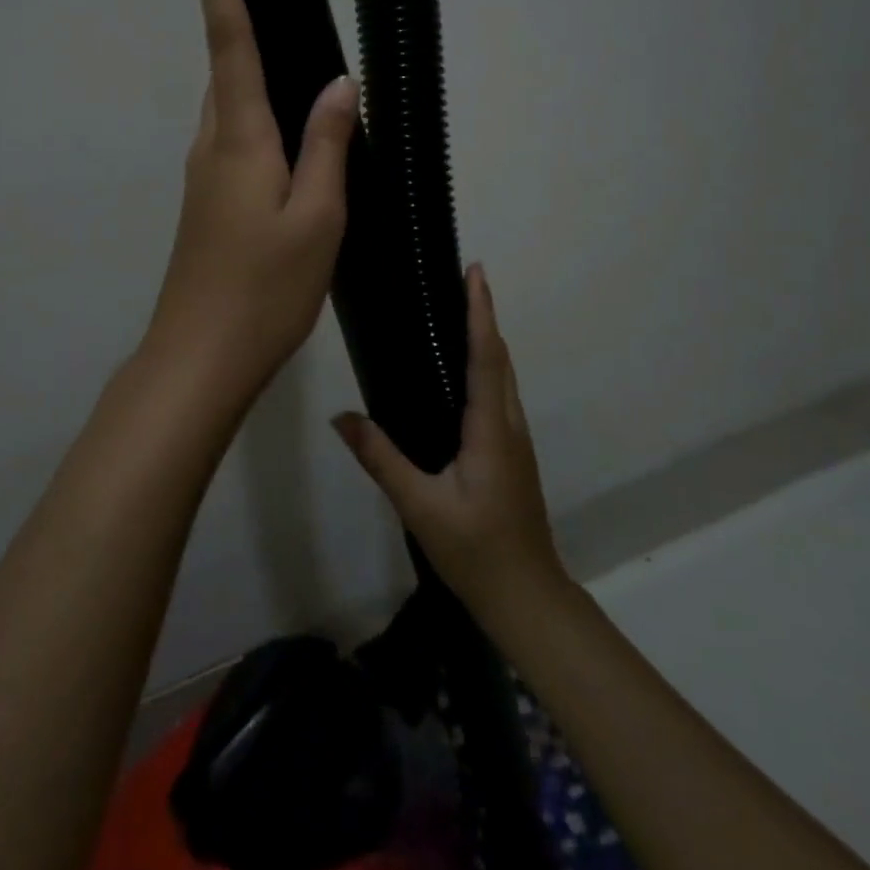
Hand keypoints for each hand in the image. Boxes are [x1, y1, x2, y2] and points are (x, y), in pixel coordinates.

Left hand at [141, 0, 357, 417]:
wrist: (201, 355)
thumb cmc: (265, 288)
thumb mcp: (317, 217)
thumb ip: (327, 145)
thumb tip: (339, 82)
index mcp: (238, 138)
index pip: (228, 45)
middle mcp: (211, 146)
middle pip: (225, 70)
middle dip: (237, 20)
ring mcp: (203, 176)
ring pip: (230, 107)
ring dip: (251, 72)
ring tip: (295, 53)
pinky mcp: (206, 203)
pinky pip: (233, 139)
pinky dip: (257, 116)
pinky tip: (290, 133)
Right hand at [332, 265, 564, 619]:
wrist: (528, 598)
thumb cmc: (476, 552)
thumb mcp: (421, 508)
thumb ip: (382, 460)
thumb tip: (341, 417)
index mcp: (491, 430)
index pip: (486, 357)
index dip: (480, 312)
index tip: (475, 271)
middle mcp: (508, 425)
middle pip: (499, 358)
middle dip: (484, 314)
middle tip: (461, 279)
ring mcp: (514, 440)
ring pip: (503, 375)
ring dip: (487, 338)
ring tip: (460, 311)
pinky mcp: (511, 453)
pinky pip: (499, 394)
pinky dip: (486, 364)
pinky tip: (463, 371)